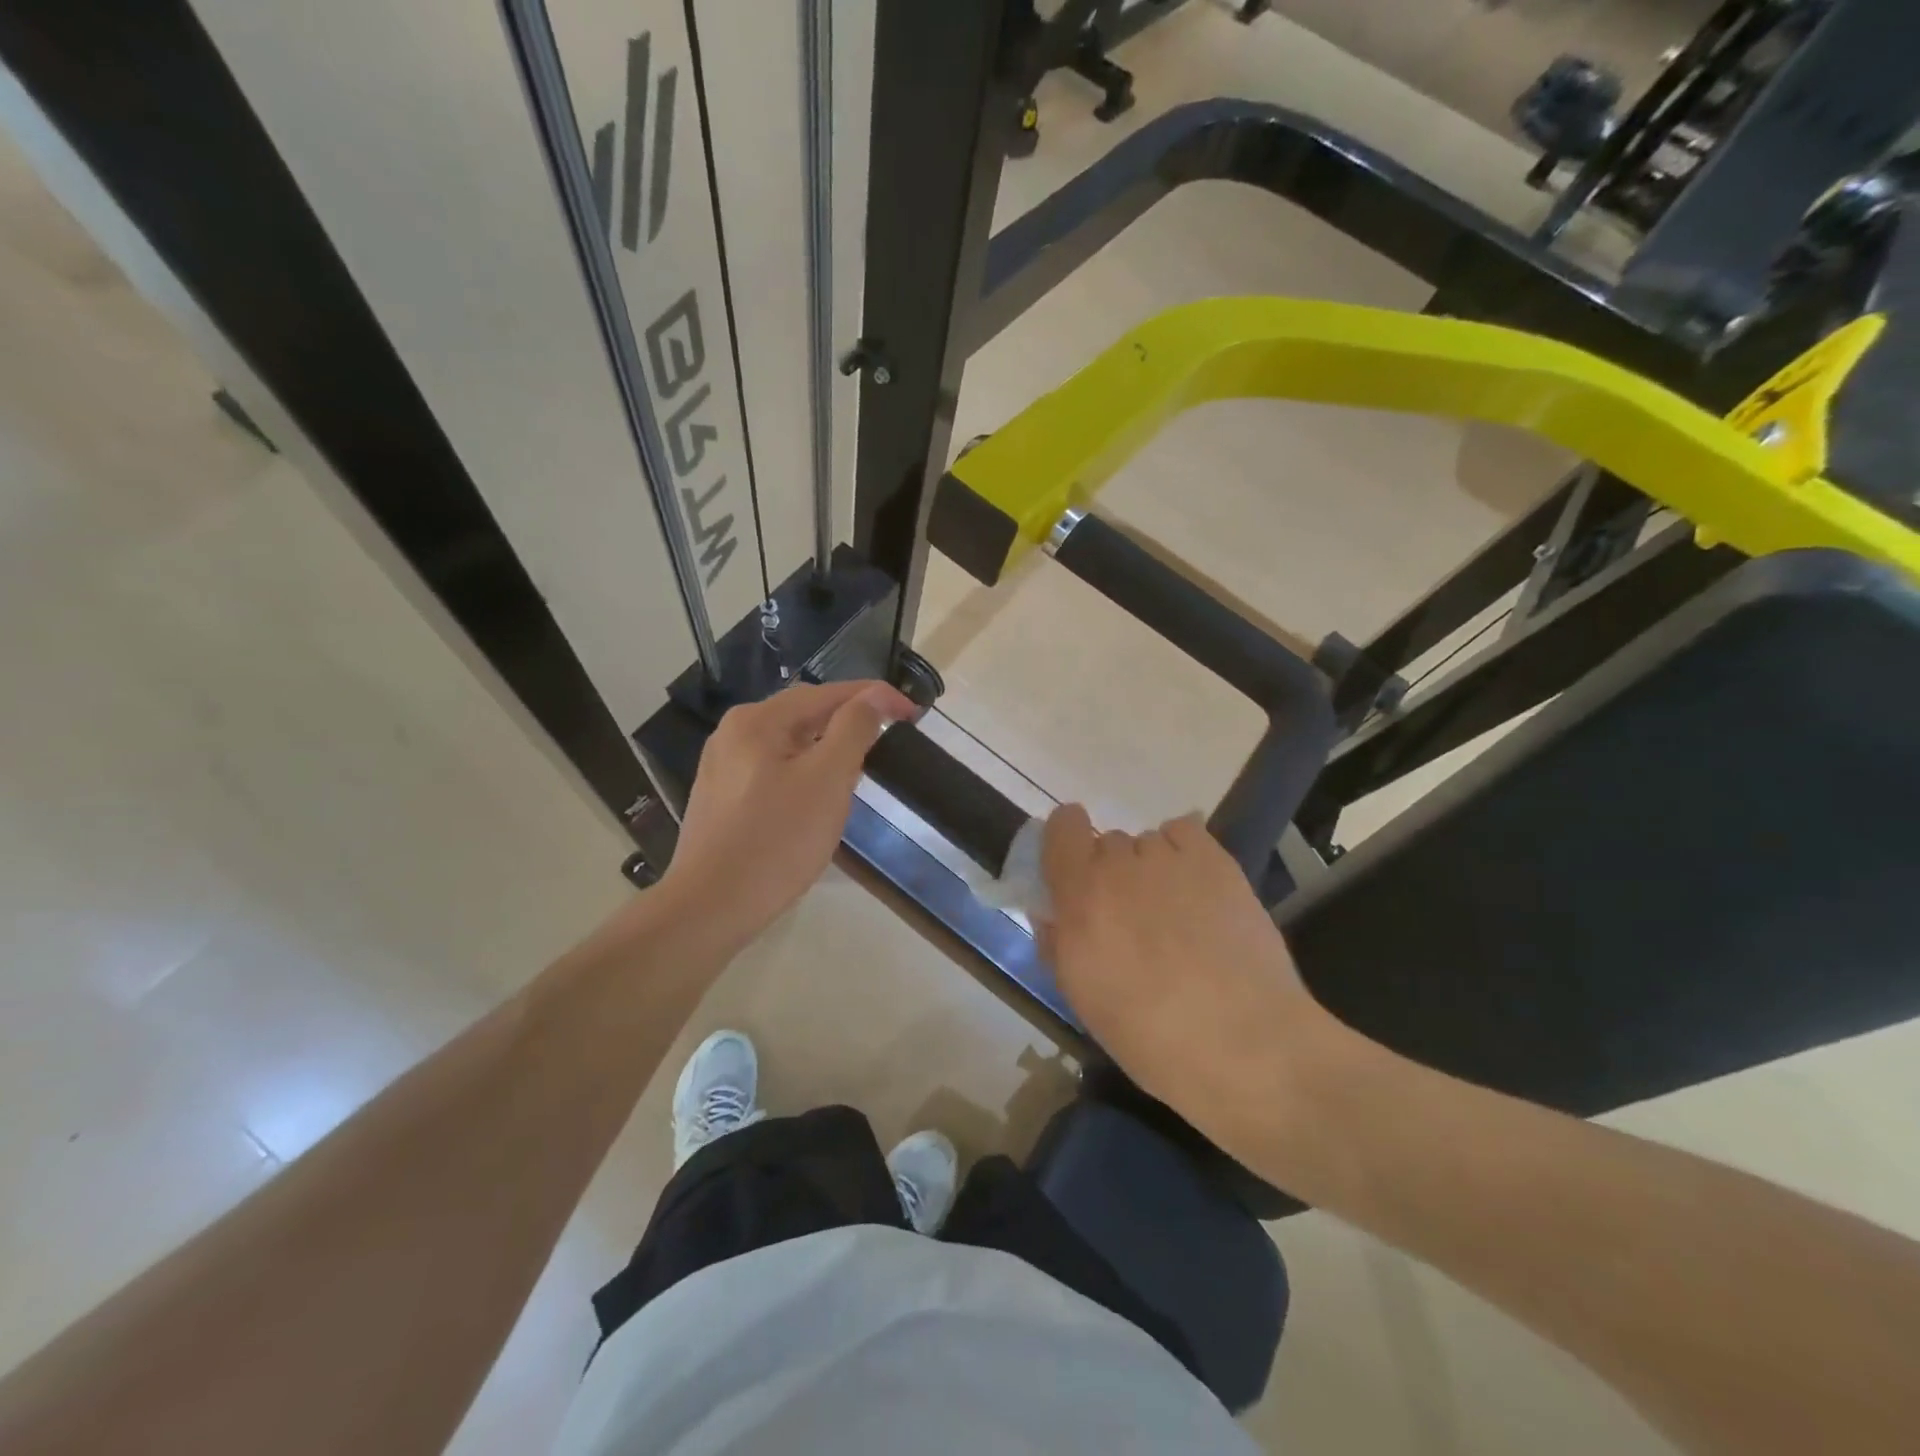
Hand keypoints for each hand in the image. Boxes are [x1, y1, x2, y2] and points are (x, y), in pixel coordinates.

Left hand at [657, 680, 914, 951]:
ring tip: (861, 767)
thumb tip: (873, 696)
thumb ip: (853, 729)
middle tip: (890, 740)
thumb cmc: (776, 841)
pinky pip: (774, 769)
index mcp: (758, 720)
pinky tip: (818, 796)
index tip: (913, 713)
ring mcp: (723, 766)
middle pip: (806, 714)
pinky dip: (805, 772)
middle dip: (850, 722)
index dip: (875, 697)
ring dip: (829, 748)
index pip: (828, 693)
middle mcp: (734, 732)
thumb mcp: (827, 779)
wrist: (709, 908)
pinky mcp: (723, 798)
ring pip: (790, 743)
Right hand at [1040, 805, 1338, 1139]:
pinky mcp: (1216, 860)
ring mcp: (1170, 858)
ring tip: (1176, 912)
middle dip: (1112, 873)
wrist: (1245, 1044)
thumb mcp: (1082, 1000)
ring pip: (1147, 843)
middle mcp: (1120, 865)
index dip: (1066, 841)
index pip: (1062, 827)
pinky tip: (1198, 890)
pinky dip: (1184, 852)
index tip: (1074, 870)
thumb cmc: (1151, 1037)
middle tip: (1132, 917)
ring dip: (1150, 868)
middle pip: (1106, 843)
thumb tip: (1052, 915)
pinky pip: (1184, 832)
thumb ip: (1057, 944)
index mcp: (1080, 897)